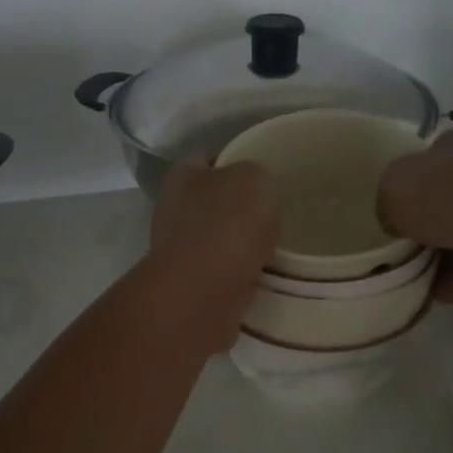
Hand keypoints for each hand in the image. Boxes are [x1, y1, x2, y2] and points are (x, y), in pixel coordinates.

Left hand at [146, 161, 279, 352]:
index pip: (211, 158)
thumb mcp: (255, 179)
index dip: (239, 161)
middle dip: (244, 207)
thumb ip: (257, 175)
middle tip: (279, 210)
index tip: (268, 174)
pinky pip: (226, 269)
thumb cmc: (226, 225)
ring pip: (222, 237)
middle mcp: (174, 209)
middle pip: (216, 200)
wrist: (203, 293)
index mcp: (182, 175)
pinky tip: (267, 271)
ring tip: (279, 243)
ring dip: (245, 243)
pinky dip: (243, 272)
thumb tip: (255, 190)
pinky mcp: (193, 283)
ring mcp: (181, 249)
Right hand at [378, 127, 452, 303]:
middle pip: (441, 199)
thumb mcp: (395, 187)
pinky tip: (420, 295)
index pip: (427, 157)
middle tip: (388, 244)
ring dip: (431, 257)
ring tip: (396, 275)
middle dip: (418, 222)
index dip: (405, 179)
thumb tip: (395, 222)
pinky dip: (447, 284)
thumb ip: (385, 201)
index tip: (385, 205)